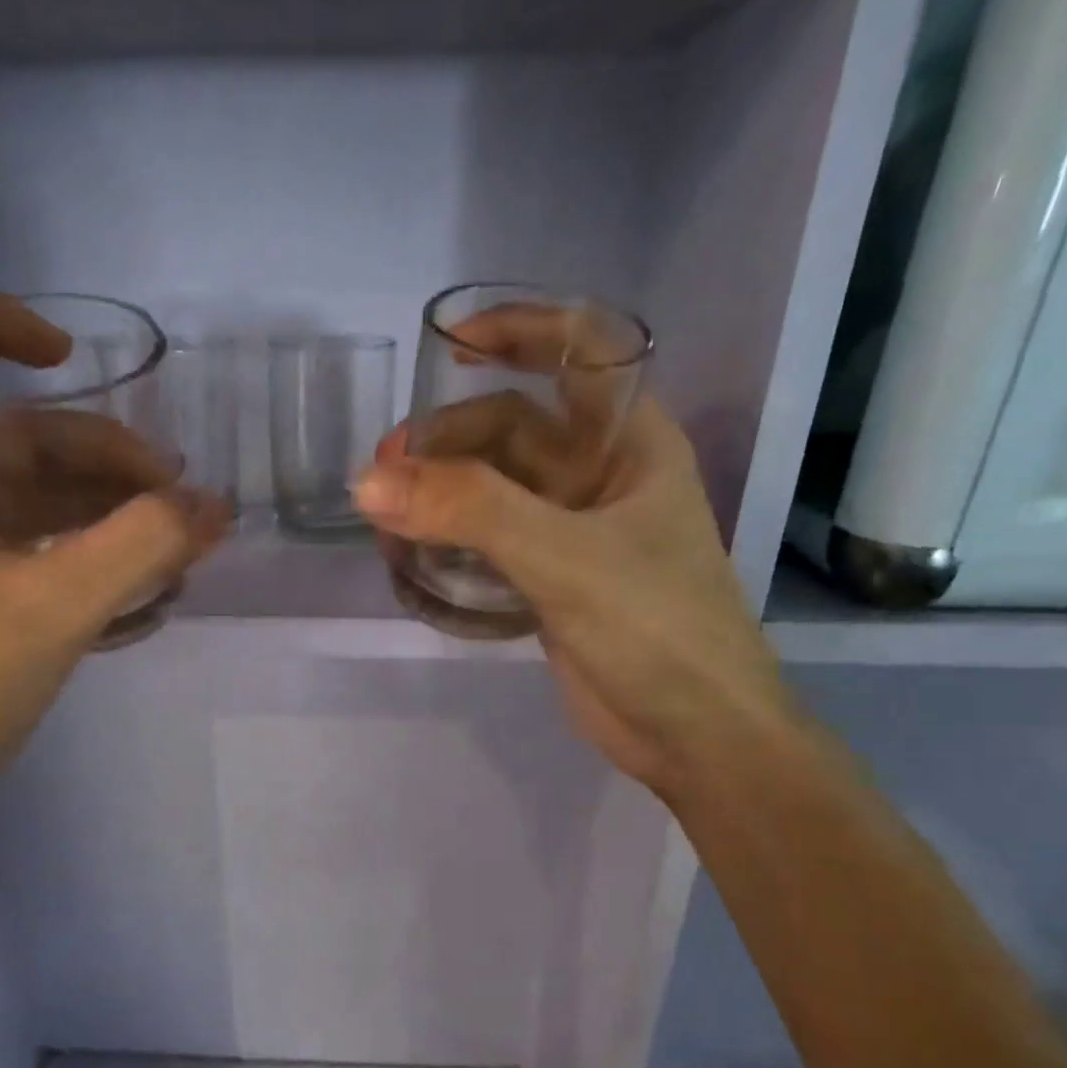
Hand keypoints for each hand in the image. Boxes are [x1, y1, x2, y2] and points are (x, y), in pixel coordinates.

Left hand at [0, 293, 226, 812]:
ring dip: (120, 517)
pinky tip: (149, 601)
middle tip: (183, 510)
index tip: (70, 358)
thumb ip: (142, 546)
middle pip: (30, 432)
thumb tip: (213, 506)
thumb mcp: (58, 606)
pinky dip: (103, 558)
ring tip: (181, 563)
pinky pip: (54, 545)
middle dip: (114, 461)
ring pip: (51, 495)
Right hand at [352, 305, 791, 788]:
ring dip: (441, 490)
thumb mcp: (565, 559)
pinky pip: (489, 537)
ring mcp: (574, 530)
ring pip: (494, 486)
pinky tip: (412, 549)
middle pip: (513, 427)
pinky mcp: (550, 578)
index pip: (578, 351)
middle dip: (448, 438)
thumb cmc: (656, 631)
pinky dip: (450, 536)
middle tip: (385, 474)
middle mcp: (601, 475)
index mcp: (632, 442)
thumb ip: (471, 512)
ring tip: (386, 513)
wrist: (697, 737)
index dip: (517, 330)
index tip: (446, 342)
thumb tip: (370, 483)